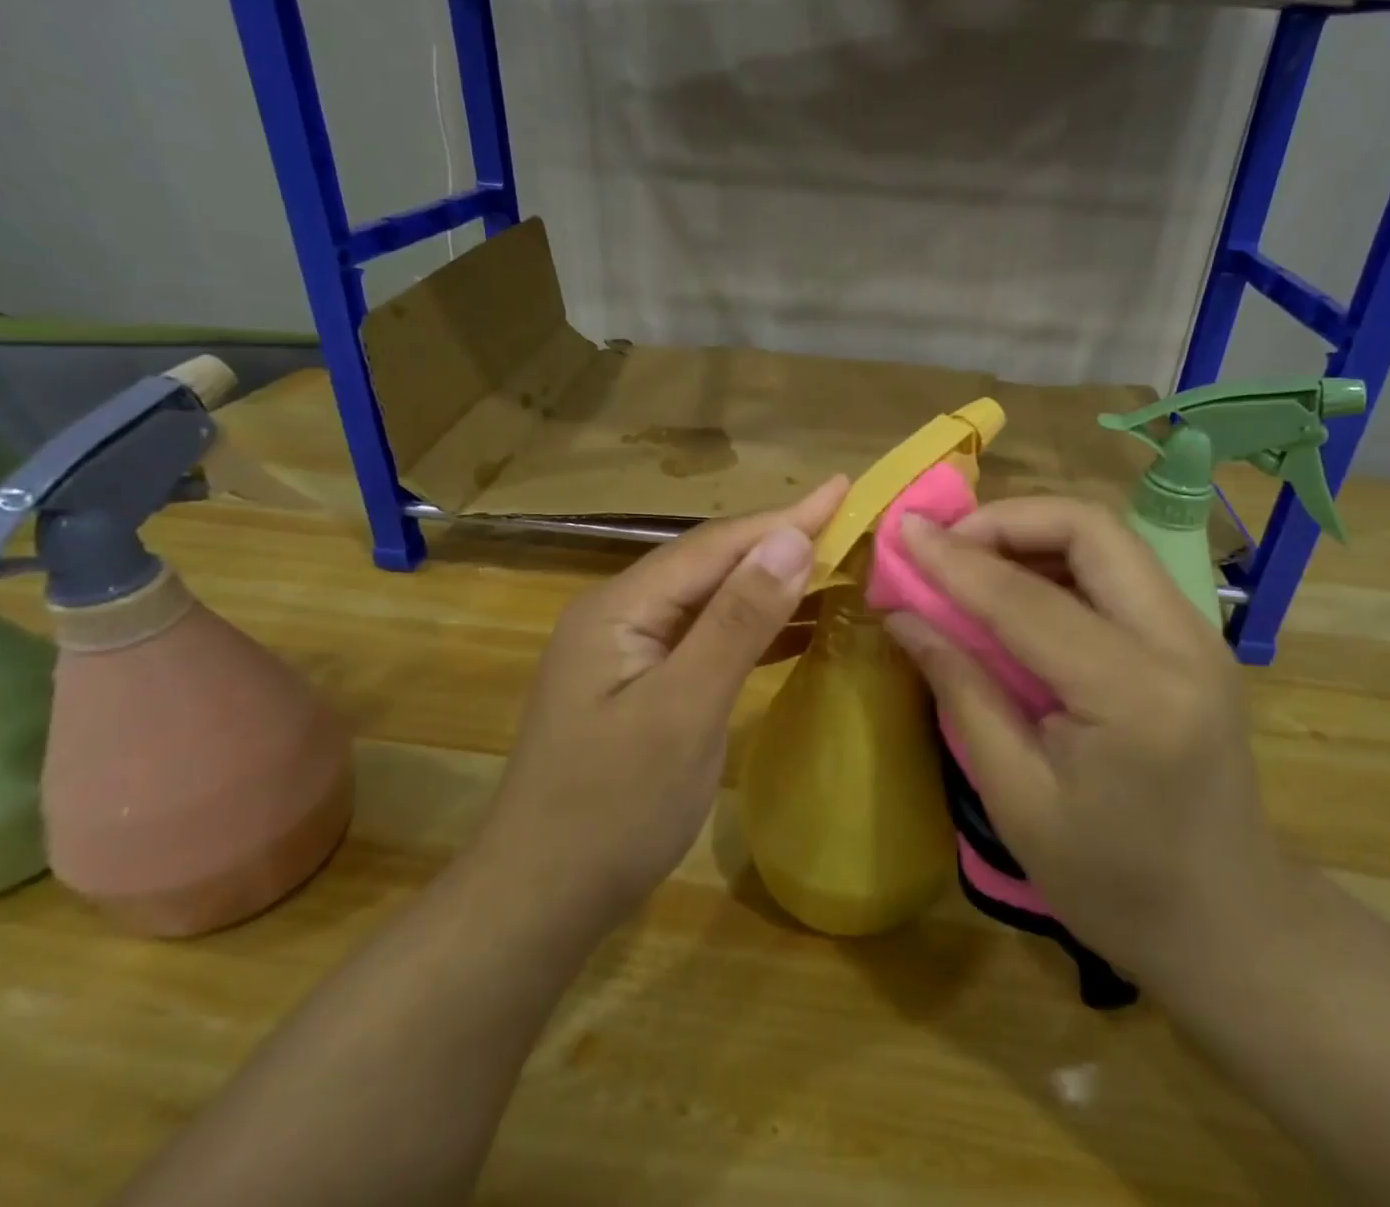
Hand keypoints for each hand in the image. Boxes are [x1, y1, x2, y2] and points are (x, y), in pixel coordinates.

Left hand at [478, 476, 848, 939]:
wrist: (541, 901)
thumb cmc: (613, 808)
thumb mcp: (683, 710)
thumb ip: (736, 621)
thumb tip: (789, 539)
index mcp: (621, 606)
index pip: (715, 544)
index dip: (784, 516)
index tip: (843, 488)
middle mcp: (621, 613)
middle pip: (712, 563)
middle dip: (780, 541)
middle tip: (848, 522)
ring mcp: (629, 650)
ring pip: (712, 599)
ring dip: (771, 582)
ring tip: (835, 563)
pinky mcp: (643, 684)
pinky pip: (708, 637)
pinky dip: (755, 627)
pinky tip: (797, 627)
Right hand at [884, 497, 1290, 986]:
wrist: (1229, 923)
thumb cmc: (1111, 882)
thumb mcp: (1015, 796)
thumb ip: (961, 689)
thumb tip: (904, 615)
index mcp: (1133, 696)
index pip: (1028, 599)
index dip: (955, 559)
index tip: (901, 530)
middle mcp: (1181, 643)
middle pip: (1091, 528)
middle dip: (1006, 519)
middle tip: (945, 544)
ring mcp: (1199, 634)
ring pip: (1108, 538)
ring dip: (1033, 533)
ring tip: (971, 560)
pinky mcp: (1195, 638)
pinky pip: (1119, 568)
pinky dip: (1060, 559)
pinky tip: (1018, 589)